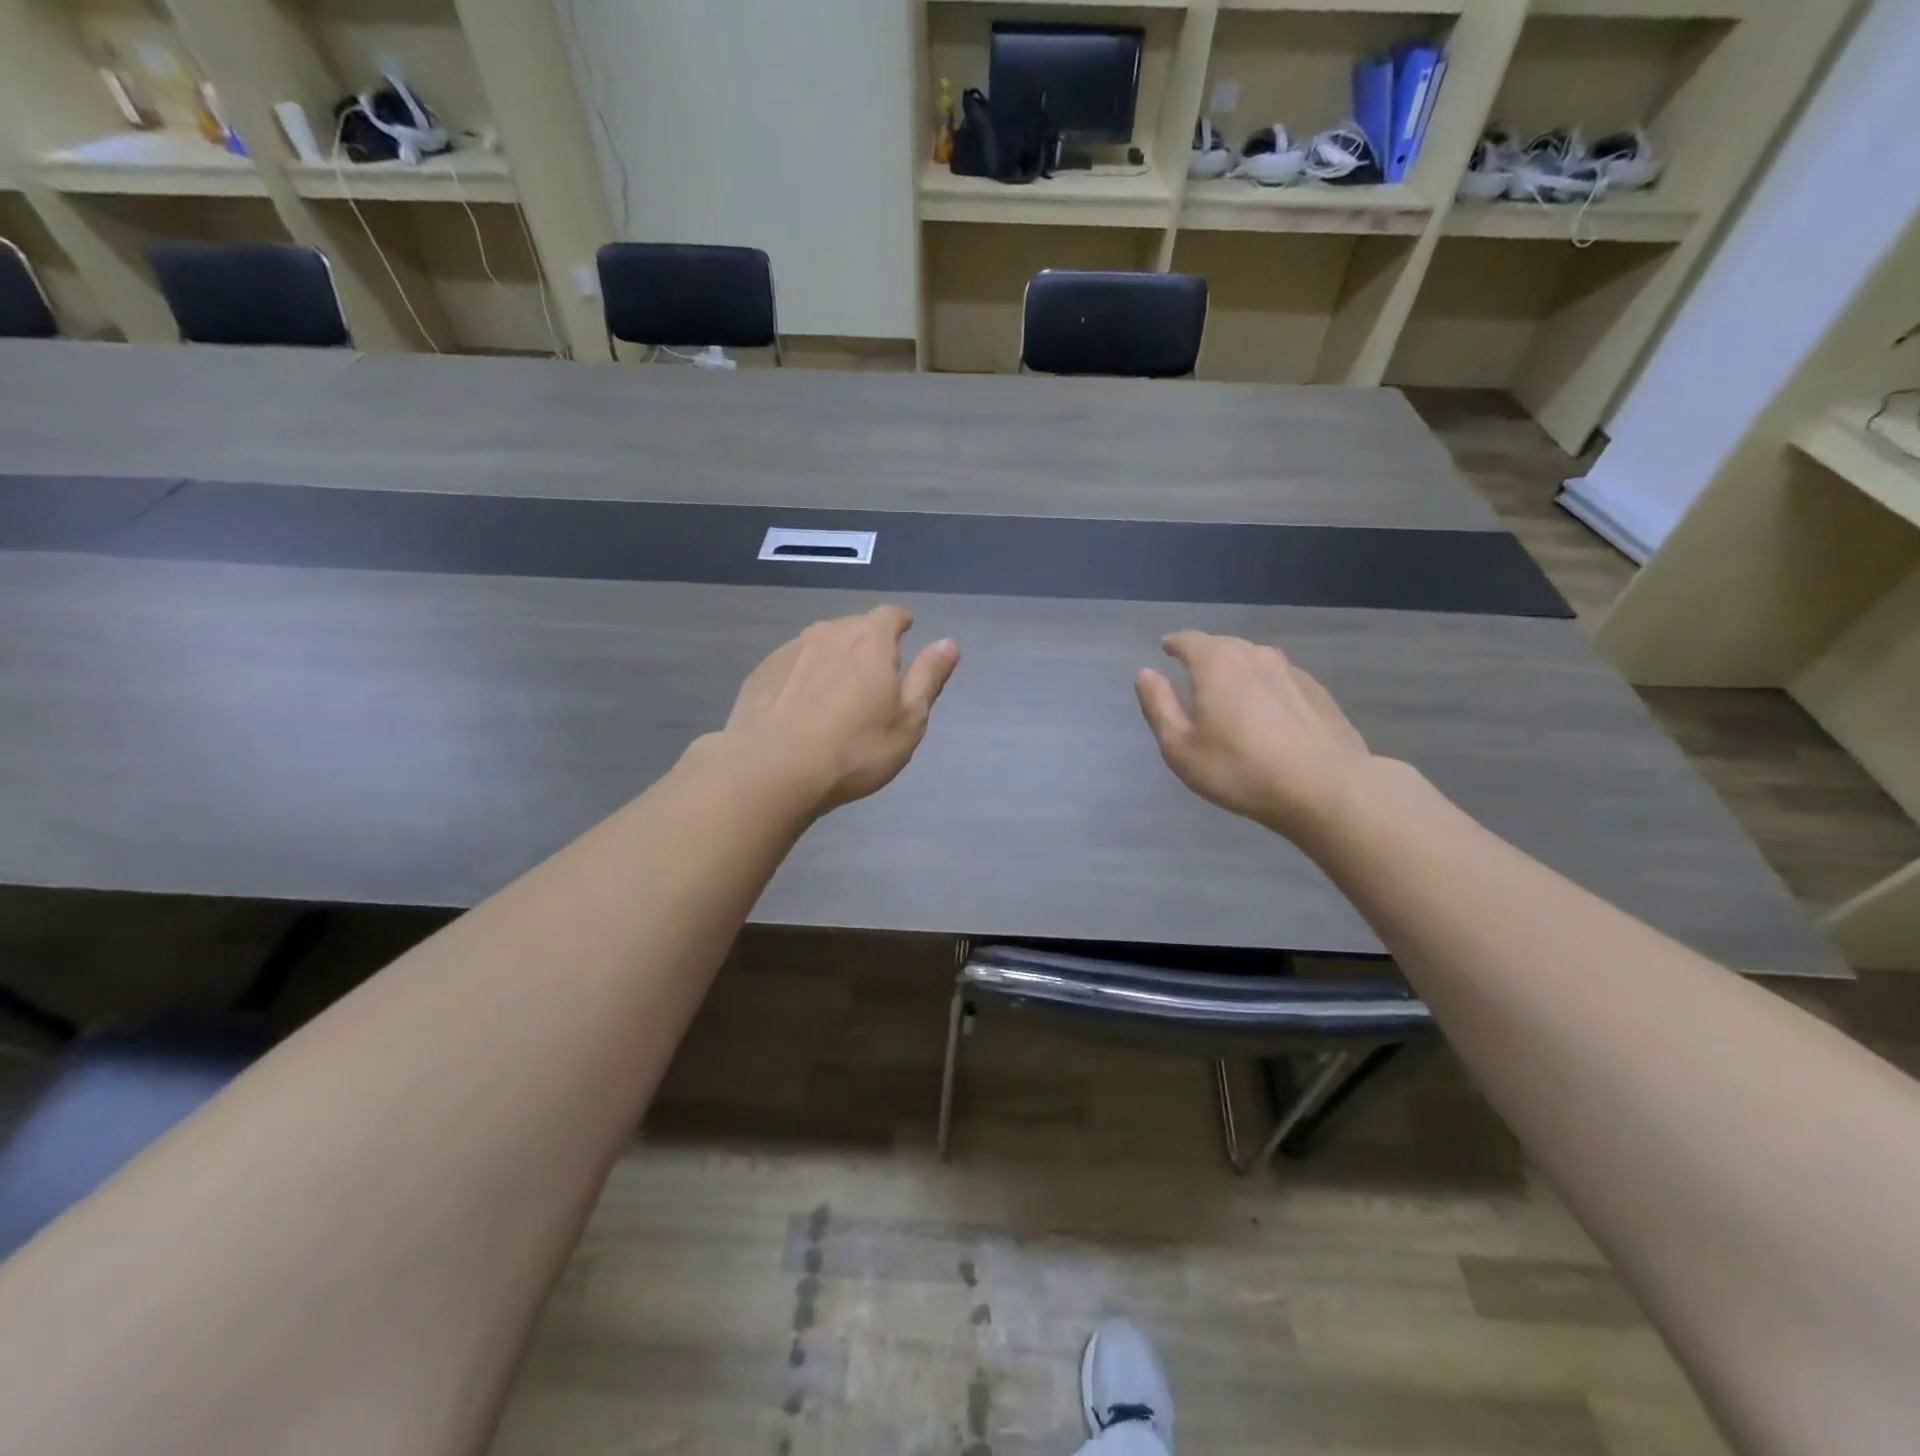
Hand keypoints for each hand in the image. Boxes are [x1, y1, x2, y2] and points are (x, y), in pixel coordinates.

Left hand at [722, 606, 959, 814]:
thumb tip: (949, 643)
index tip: (905, 633)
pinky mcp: (760, 673)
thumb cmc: (855, 748)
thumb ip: (928, 677)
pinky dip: (802, 679)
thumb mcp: (908, 720)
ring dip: (832, 662)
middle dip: (867, 645)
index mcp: (870, 640)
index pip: (890, 615)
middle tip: (873, 676)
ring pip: (820, 646)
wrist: (772, 770)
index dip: (900, 623)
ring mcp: (789, 651)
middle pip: (854, 628)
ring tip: (835, 695)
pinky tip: (801, 710)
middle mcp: (828, 633)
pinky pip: (792, 667)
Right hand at [1135, 631, 1374, 846]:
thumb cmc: (1240, 769)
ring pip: (1256, 659)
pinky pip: (1281, 679)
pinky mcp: (1318, 693)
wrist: (1325, 789)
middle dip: (1206, 654)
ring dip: (1238, 668)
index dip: (1175, 643)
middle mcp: (1255, 656)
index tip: (1167, 648)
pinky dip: (1266, 686)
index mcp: (1217, 664)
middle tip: (1194, 673)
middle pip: (1224, 645)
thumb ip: (1158, 706)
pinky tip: (1268, 710)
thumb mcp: (1180, 747)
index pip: (1190, 640)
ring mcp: (1292, 672)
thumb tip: (1145, 674)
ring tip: (1231, 690)